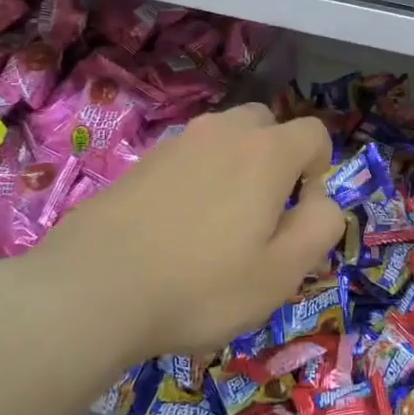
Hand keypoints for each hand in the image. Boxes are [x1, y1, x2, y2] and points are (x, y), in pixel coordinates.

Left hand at [14, 104, 341, 373]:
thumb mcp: (282, 272)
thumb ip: (321, 227)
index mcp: (265, 152)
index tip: (301, 213)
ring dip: (235, 169)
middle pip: (266, 126)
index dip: (320, 170)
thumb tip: (320, 199)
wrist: (92, 289)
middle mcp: (222, 132)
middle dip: (277, 160)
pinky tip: (177, 230)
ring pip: (224, 140)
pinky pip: (187, 159)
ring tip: (218, 227)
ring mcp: (176, 143)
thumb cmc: (201, 286)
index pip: (314, 133)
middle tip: (263, 216)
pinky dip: (197, 181)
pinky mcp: (140, 163)